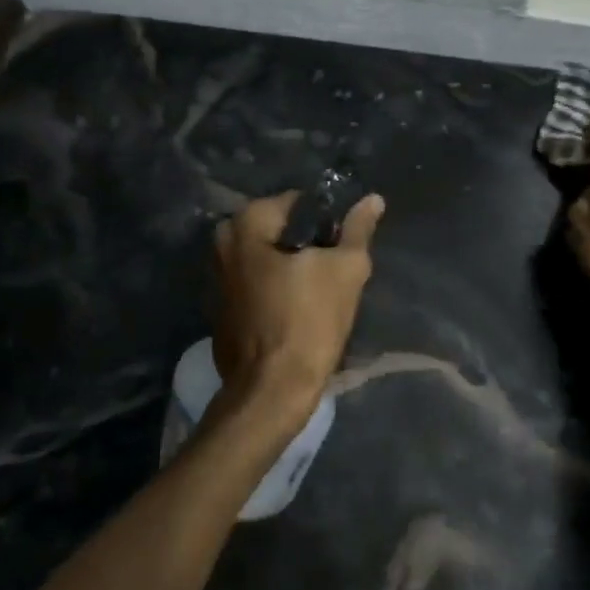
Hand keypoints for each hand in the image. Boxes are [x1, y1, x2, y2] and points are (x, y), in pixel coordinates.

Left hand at [213, 191, 385, 430]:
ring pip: (267, 257)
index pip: (298, 202)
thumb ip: (358, 229)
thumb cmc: (309, 321)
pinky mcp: (219, 307)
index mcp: (246, 223)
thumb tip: (373, 199)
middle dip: (308, 246)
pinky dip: (274, 289)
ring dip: (292, 268)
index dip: (327, 222)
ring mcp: (216, 276)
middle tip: (334, 272)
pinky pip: (254, 283)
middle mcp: (223, 242)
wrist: (271, 390)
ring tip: (319, 294)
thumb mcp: (346, 270)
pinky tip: (295, 311)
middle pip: (280, 230)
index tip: (342, 249)